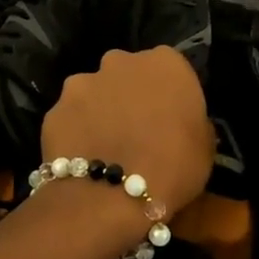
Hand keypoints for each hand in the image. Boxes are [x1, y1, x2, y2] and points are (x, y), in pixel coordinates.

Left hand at [42, 47, 214, 219]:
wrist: (110, 196)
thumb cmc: (172, 169)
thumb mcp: (204, 146)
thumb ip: (191, 120)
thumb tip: (179, 122)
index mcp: (165, 63)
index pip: (169, 68)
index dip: (168, 93)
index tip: (170, 118)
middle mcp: (120, 62)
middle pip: (127, 73)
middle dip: (130, 94)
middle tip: (136, 130)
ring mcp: (82, 83)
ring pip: (94, 92)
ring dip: (100, 110)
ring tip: (105, 146)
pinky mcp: (54, 108)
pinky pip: (70, 117)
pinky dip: (76, 131)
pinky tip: (83, 157)